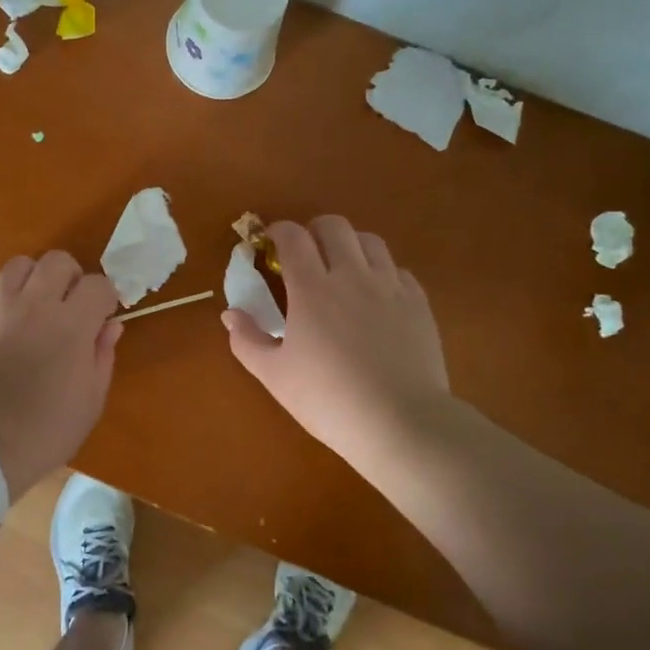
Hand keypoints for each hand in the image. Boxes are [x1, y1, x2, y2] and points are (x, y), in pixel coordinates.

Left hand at [0, 251, 122, 495]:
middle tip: (67, 305)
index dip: (104, 298)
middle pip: (57, 261)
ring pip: (18, 265)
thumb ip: (102, 356)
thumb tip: (109, 326)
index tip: (101, 317)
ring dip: (31, 281)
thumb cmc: (45, 432)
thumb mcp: (90, 402)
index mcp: (72, 324)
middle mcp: (35, 304)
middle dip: (69, 278)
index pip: (98, 284)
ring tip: (30, 307)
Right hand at [222, 215, 451, 467]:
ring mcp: (390, 286)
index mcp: (312, 288)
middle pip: (334, 226)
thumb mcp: (274, 375)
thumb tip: (230, 314)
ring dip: (350, 245)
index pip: (292, 236)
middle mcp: (352, 275)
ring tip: (342, 270)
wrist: (401, 423)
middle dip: (314, 231)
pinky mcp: (418, 303)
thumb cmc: (328, 399)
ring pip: (370, 241)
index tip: (269, 243)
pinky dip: (381, 272)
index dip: (277, 231)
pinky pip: (398, 270)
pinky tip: (375, 297)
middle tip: (305, 255)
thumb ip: (247, 340)